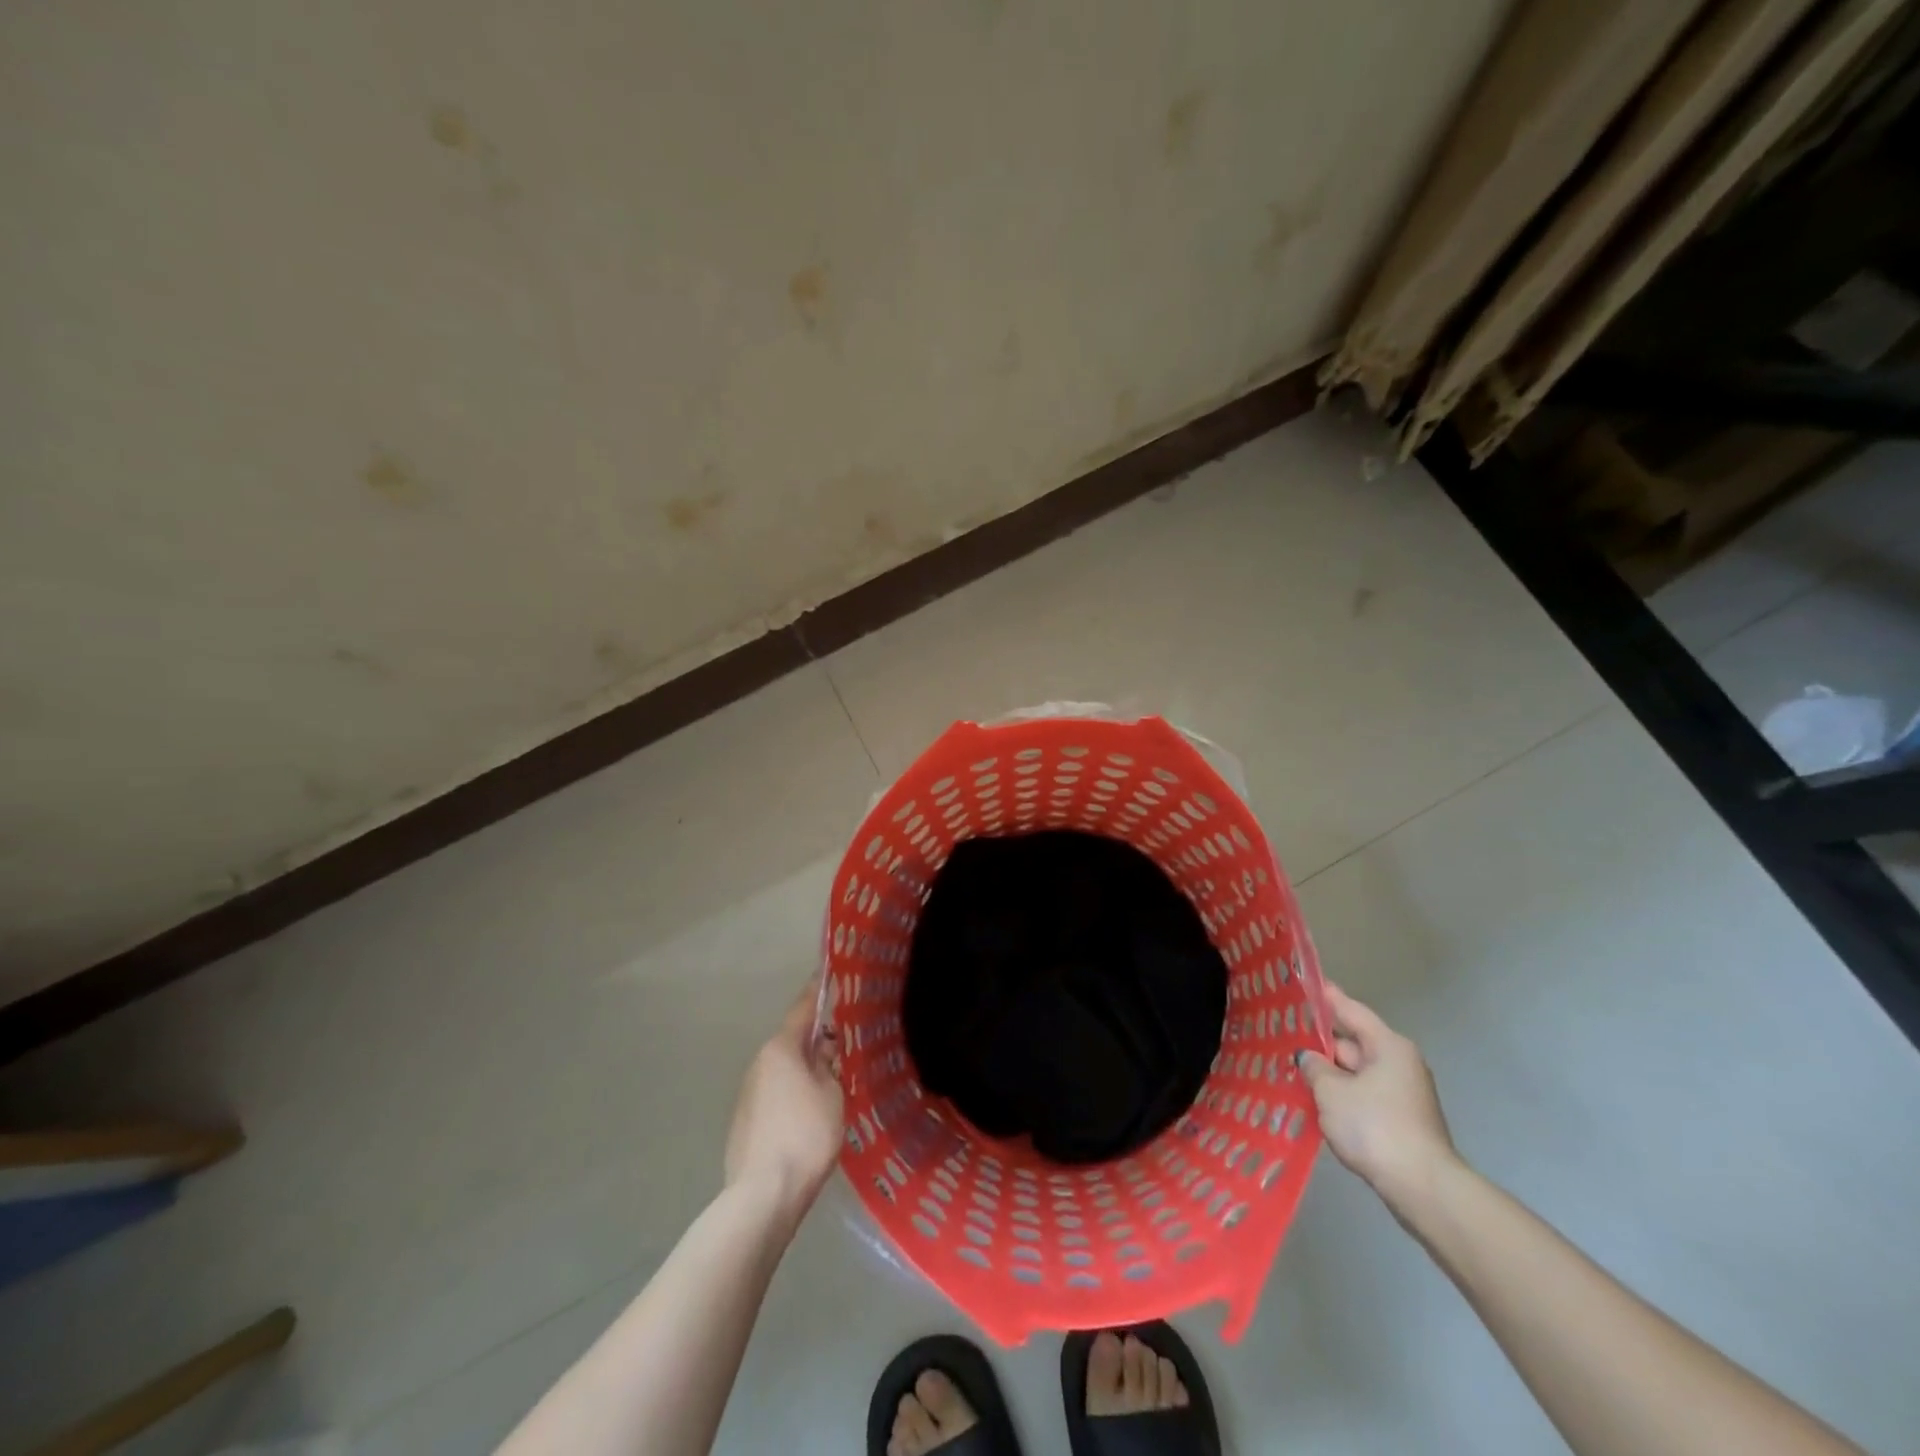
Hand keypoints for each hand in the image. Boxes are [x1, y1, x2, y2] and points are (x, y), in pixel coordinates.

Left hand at [723, 976, 843, 1212]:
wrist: (763, 1195)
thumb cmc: (805, 1135)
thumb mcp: (832, 1094)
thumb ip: (828, 1064)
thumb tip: (822, 1046)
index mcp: (781, 1049)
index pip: (802, 1009)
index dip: (817, 991)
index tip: (828, 972)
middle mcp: (759, 1063)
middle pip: (791, 1041)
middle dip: (815, 1039)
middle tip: (842, 1040)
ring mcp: (748, 1094)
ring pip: (783, 1070)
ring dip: (803, 1069)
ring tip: (831, 1080)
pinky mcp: (744, 1122)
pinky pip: (775, 1095)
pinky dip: (792, 1094)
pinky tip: (808, 1115)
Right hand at [1300, 984, 1456, 1209]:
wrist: (1421, 1188)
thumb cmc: (1374, 1126)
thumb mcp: (1331, 1091)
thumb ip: (1314, 1067)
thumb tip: (1308, 1057)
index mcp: (1387, 1046)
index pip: (1350, 1011)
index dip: (1326, 997)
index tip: (1304, 983)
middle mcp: (1398, 1063)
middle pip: (1352, 1043)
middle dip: (1319, 1042)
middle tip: (1282, 1034)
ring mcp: (1401, 1094)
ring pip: (1355, 1073)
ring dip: (1328, 1073)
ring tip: (1291, 1068)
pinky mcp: (1399, 1121)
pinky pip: (1361, 1096)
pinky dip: (1340, 1096)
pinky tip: (1314, 1101)